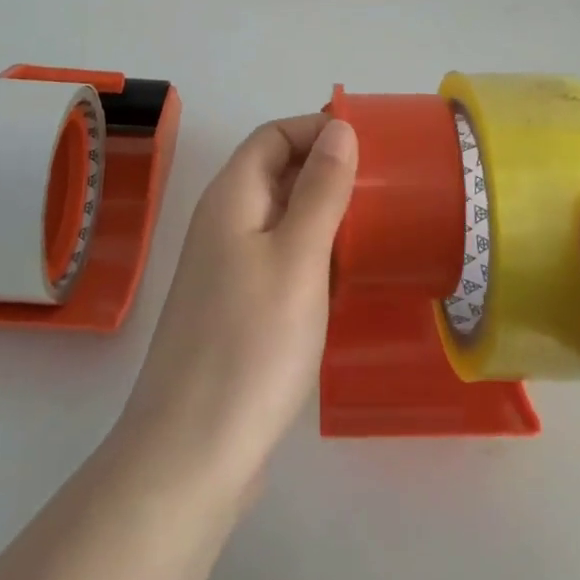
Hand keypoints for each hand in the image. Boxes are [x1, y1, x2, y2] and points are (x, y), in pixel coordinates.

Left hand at [114, 114, 358, 500]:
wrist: (193, 452)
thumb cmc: (251, 343)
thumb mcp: (298, 257)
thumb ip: (321, 189)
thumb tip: (338, 127)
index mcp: (231, 198)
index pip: (274, 135)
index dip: (318, 129)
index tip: (372, 145)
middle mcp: (224, 224)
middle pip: (277, 174)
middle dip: (328, 170)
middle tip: (387, 187)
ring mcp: (228, 269)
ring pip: (282, 220)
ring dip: (325, 215)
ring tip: (379, 226)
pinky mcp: (239, 310)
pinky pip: (281, 260)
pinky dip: (315, 256)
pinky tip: (348, 277)